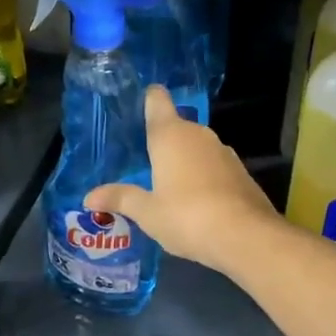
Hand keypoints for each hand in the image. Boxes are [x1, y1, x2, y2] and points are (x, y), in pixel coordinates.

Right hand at [87, 86, 275, 270]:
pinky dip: (203, 177)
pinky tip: (195, 202)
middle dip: (161, 141)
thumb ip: (121, 199)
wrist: (246, 236)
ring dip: (183, 161)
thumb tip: (89, 196)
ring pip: (196, 148)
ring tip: (166, 184)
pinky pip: (213, 166)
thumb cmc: (187, 217)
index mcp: (170, 135)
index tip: (139, 105)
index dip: (149, 99)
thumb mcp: (148, 213)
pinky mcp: (240, 172)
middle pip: (176, 126)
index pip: (158, 101)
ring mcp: (224, 152)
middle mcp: (198, 135)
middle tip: (142, 162)